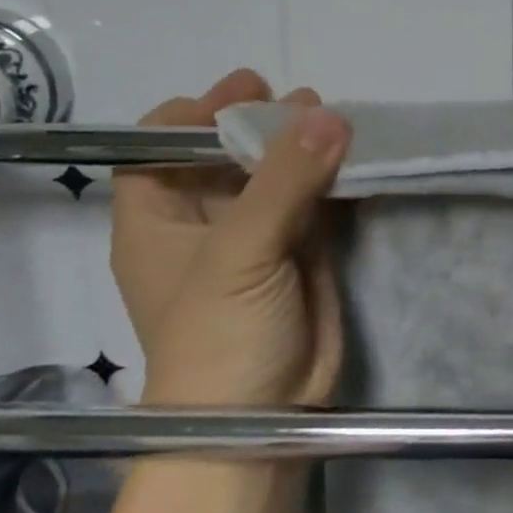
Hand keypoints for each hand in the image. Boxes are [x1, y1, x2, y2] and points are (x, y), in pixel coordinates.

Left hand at [110, 69, 351, 407]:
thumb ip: (282, 181)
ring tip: (333, 116)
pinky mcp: (301, 250)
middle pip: (224, 152)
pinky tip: (354, 153)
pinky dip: (332, 174)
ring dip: (301, 143)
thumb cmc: (219, 336)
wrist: (263, 419)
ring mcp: (256, 235)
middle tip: (299, 97)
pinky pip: (315, 198)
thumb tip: (328, 114)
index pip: (159, 148)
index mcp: (158, 220)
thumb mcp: (239, 252)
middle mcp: (204, 221)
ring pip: (276, 172)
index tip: (241, 93)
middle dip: (257, 121)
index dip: (192, 115)